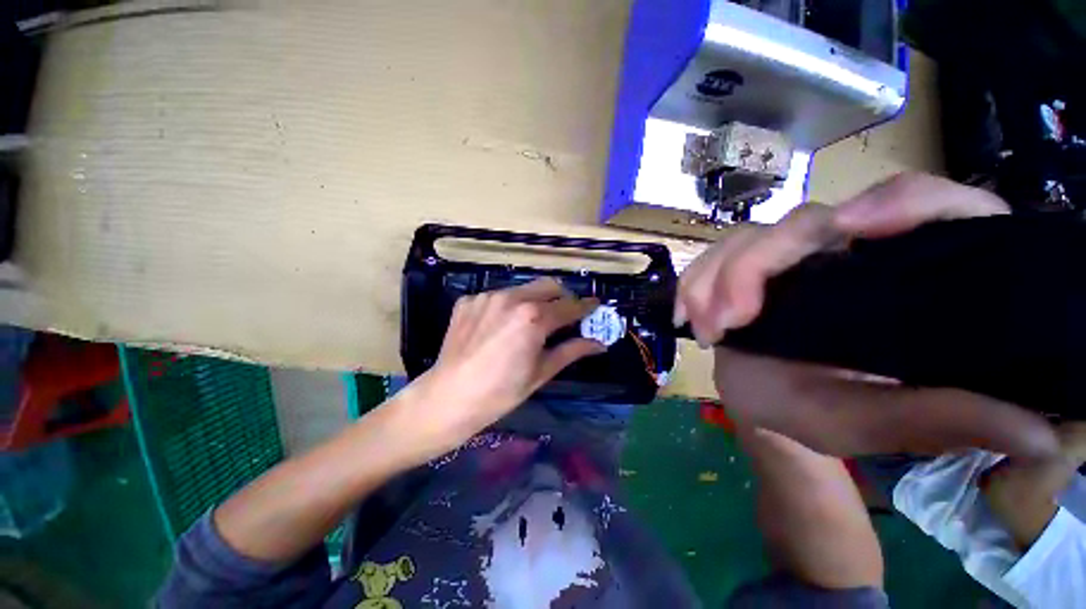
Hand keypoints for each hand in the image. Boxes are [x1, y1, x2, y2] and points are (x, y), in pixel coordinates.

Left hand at [393, 278, 603, 459]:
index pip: (569, 306)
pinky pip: (497, 296)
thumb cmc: (501, 392)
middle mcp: (512, 298)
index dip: (586, 306)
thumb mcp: (542, 372)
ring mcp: (487, 296)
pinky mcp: (469, 300)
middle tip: (565, 313)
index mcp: (534, 318)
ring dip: (534, 300)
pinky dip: (507, 307)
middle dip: (562, 297)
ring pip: (522, 289)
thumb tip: (599, 344)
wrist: (449, 397)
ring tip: (530, 323)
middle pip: (548, 286)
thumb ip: (572, 351)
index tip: (595, 306)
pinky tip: (500, 327)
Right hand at [676, 173, 1057, 457]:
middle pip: (803, 222)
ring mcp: (788, 259)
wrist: (765, 408)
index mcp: (904, 275)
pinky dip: (693, 282)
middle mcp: (847, 253)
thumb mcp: (881, 422)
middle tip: (728, 320)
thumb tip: (1038, 433)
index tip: (850, 229)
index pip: (928, 203)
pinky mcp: (746, 270)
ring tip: (705, 327)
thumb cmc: (827, 415)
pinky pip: (713, 257)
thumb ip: (940, 420)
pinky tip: (687, 313)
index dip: (898, 201)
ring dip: (713, 278)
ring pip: (745, 238)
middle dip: (753, 267)